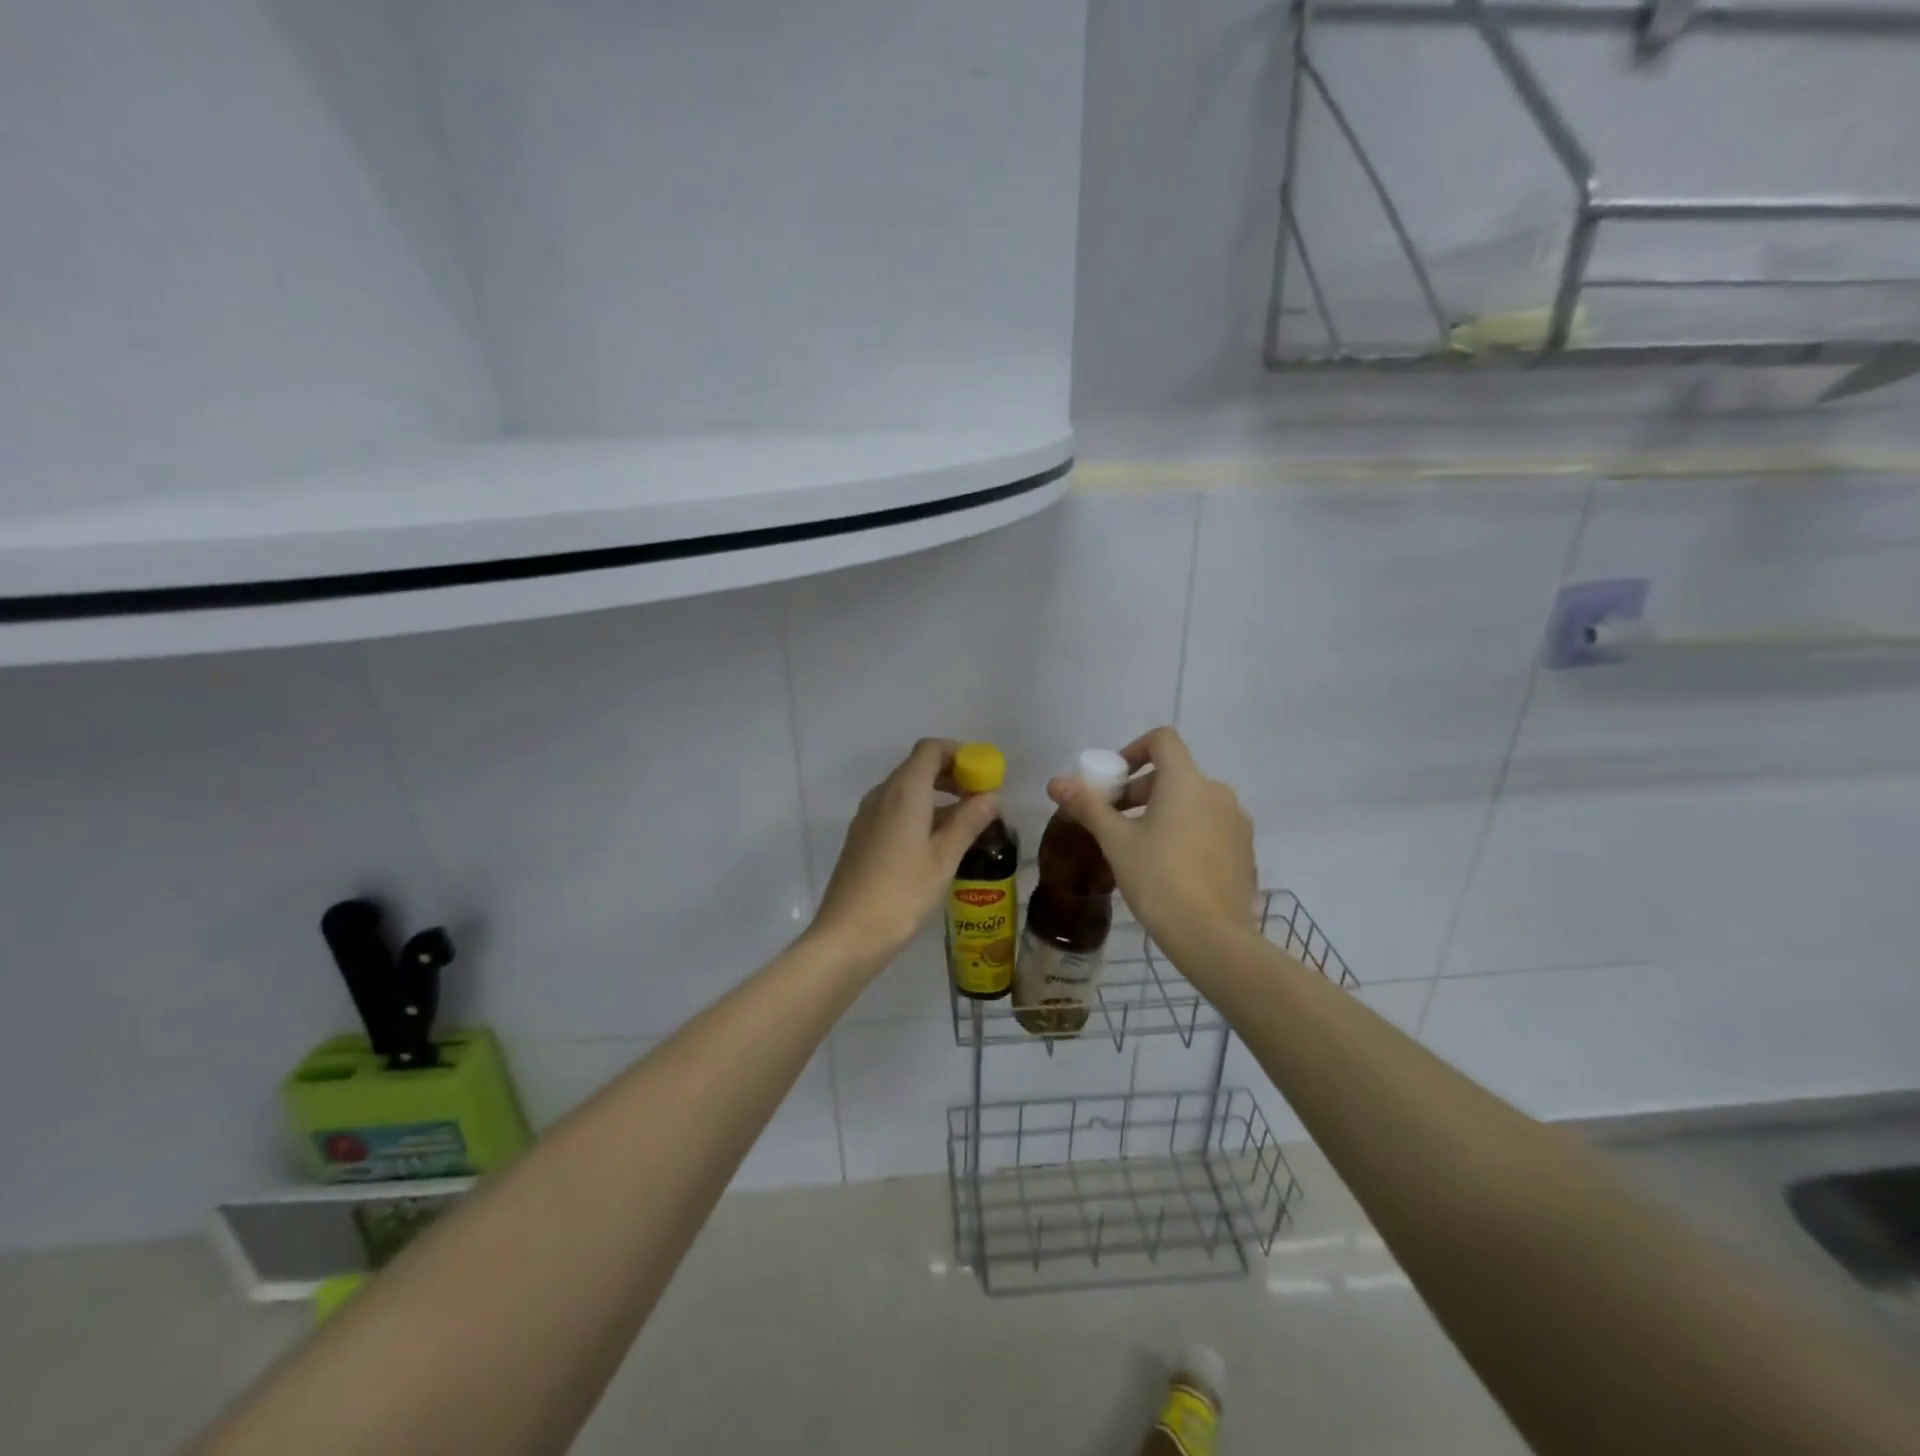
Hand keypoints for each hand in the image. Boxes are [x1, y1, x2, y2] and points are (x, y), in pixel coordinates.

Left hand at [810, 738, 1002, 964]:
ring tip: (967, 823)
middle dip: (952, 775)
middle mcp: (882, 794)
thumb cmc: (902, 894)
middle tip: (982, 799)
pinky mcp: (862, 837)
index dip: (960, 753)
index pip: (931, 749)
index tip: (984, 774)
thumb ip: (969, 821)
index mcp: (904, 791)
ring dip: (937, 796)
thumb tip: (992, 796)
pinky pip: (895, 810)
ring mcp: (867, 816)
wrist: (848, 934)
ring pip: (907, 790)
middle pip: (918, 767)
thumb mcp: (944, 858)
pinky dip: (919, 812)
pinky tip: (937, 842)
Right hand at [1045, 726, 1256, 950]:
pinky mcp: (1244, 850)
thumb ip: (1088, 806)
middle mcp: (1217, 793)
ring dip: (1163, 811)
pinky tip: (1170, 868)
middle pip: (1174, 774)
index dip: (1133, 750)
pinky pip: (1210, 827)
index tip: (1114, 782)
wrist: (1212, 936)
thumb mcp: (1116, 841)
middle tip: (1115, 821)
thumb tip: (1055, 782)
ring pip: (1193, 802)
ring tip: (1139, 847)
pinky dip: (1186, 832)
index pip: (1162, 740)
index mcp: (1186, 782)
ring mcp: (1236, 822)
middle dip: (1140, 790)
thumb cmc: (1159, 879)